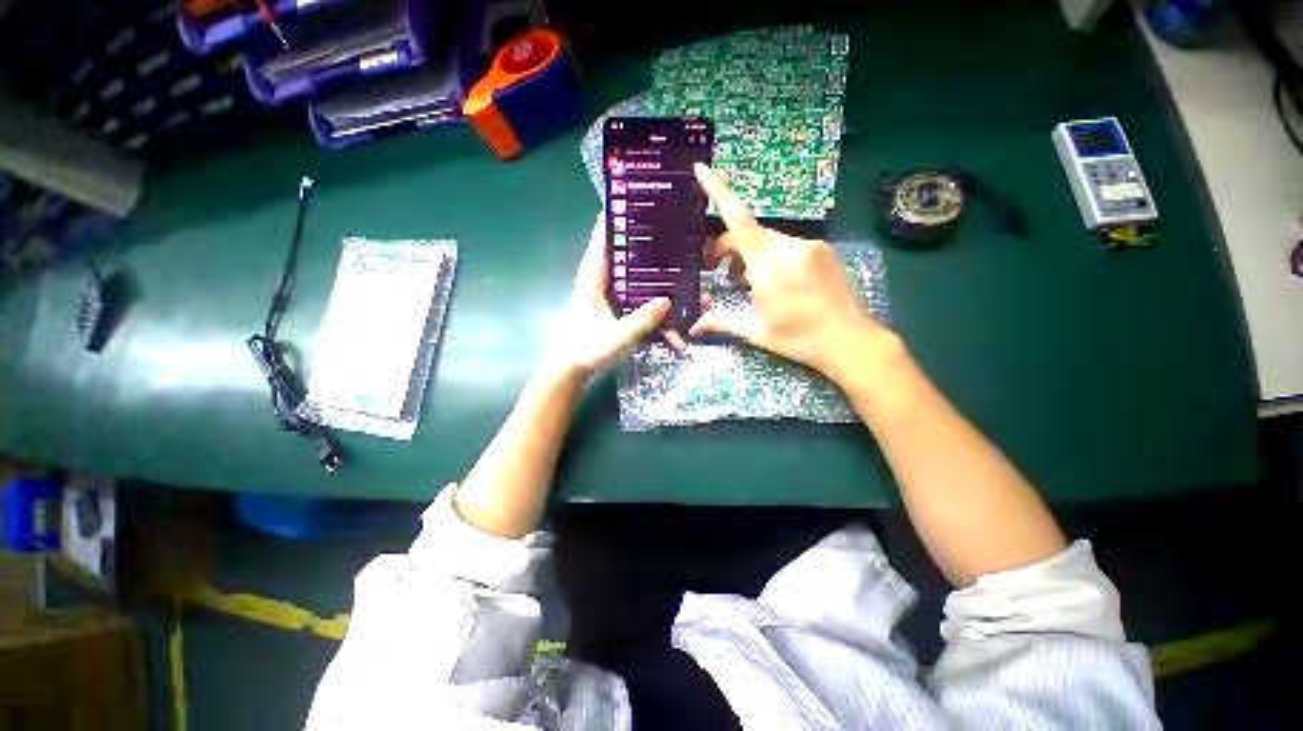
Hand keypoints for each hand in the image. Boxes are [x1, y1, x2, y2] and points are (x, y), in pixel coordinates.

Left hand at [545, 214, 678, 379]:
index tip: (647, 196)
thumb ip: (641, 321)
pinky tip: (680, 305)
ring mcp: (614, 290)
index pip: (605, 233)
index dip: (622, 212)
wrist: (573, 368)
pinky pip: (643, 291)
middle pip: (629, 248)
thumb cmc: (586, 349)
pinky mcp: (621, 302)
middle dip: (653, 240)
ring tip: (689, 267)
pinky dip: (659, 295)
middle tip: (682, 230)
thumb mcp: (615, 337)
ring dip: (661, 270)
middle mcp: (604, 276)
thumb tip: (669, 300)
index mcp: (594, 274)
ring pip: (640, 270)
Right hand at [689, 164, 898, 383]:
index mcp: (768, 266)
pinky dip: (772, 256)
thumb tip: (693, 327)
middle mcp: (789, 247)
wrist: (852, 341)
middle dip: (728, 248)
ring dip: (750, 254)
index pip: (738, 220)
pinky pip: (788, 245)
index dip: (718, 191)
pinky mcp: (823, 250)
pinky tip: (775, 281)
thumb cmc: (799, 339)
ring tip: (746, 282)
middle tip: (718, 273)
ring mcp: (810, 246)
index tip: (701, 168)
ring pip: (768, 240)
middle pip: (749, 232)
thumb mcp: (756, 332)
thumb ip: (722, 322)